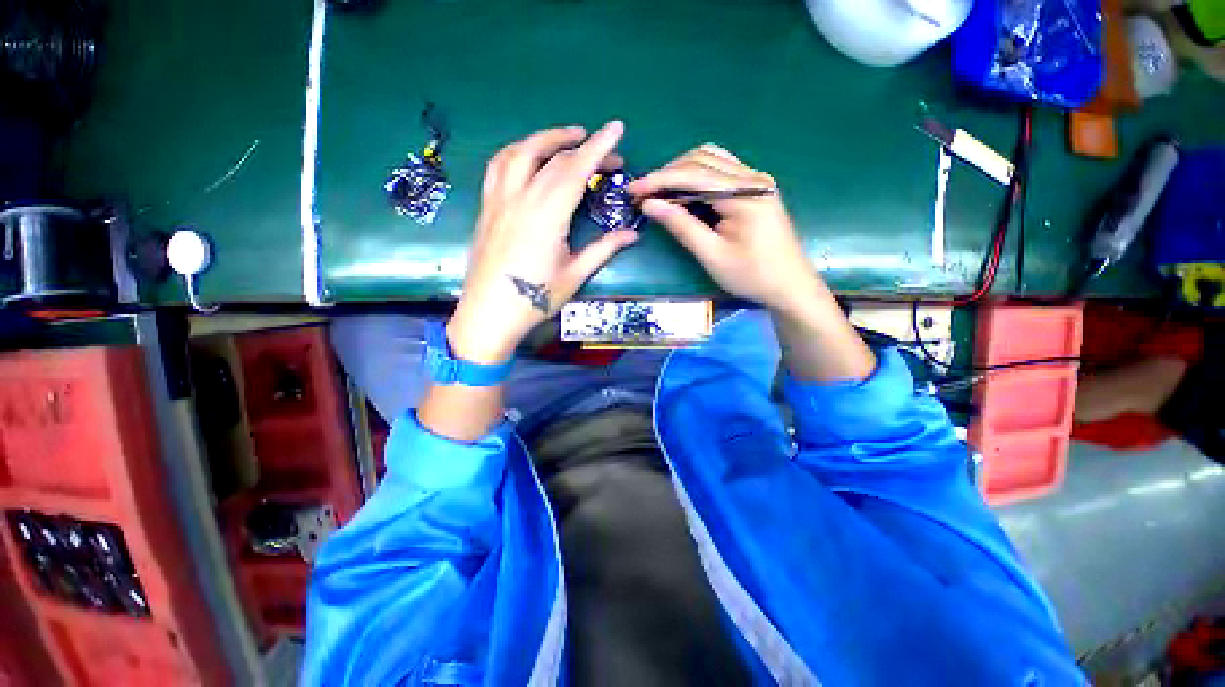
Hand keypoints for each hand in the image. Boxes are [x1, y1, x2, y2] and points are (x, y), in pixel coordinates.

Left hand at [448, 122, 639, 363]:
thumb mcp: (575, 275)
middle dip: (582, 147)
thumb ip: (603, 249)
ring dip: (545, 138)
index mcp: (547, 215)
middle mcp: (521, 198)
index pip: (576, 170)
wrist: (489, 313)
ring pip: (520, 153)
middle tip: (605, 151)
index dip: (598, 147)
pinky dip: (517, 152)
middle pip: (553, 159)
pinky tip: (528, 156)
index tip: (616, 128)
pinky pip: (498, 166)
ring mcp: (499, 200)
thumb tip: (633, 234)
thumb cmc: (535, 299)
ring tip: (566, 138)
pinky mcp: (487, 207)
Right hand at [628, 144, 822, 316]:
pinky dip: (697, 177)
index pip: (694, 174)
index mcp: (744, 194)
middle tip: (643, 193)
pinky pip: (721, 171)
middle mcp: (752, 178)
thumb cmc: (752, 276)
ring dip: (682, 171)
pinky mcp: (755, 189)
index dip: (659, 180)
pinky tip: (683, 193)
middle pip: (702, 158)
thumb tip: (649, 205)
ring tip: (659, 191)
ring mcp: (756, 181)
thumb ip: (681, 226)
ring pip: (712, 159)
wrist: (790, 286)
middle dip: (668, 173)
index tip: (633, 190)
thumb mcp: (712, 255)